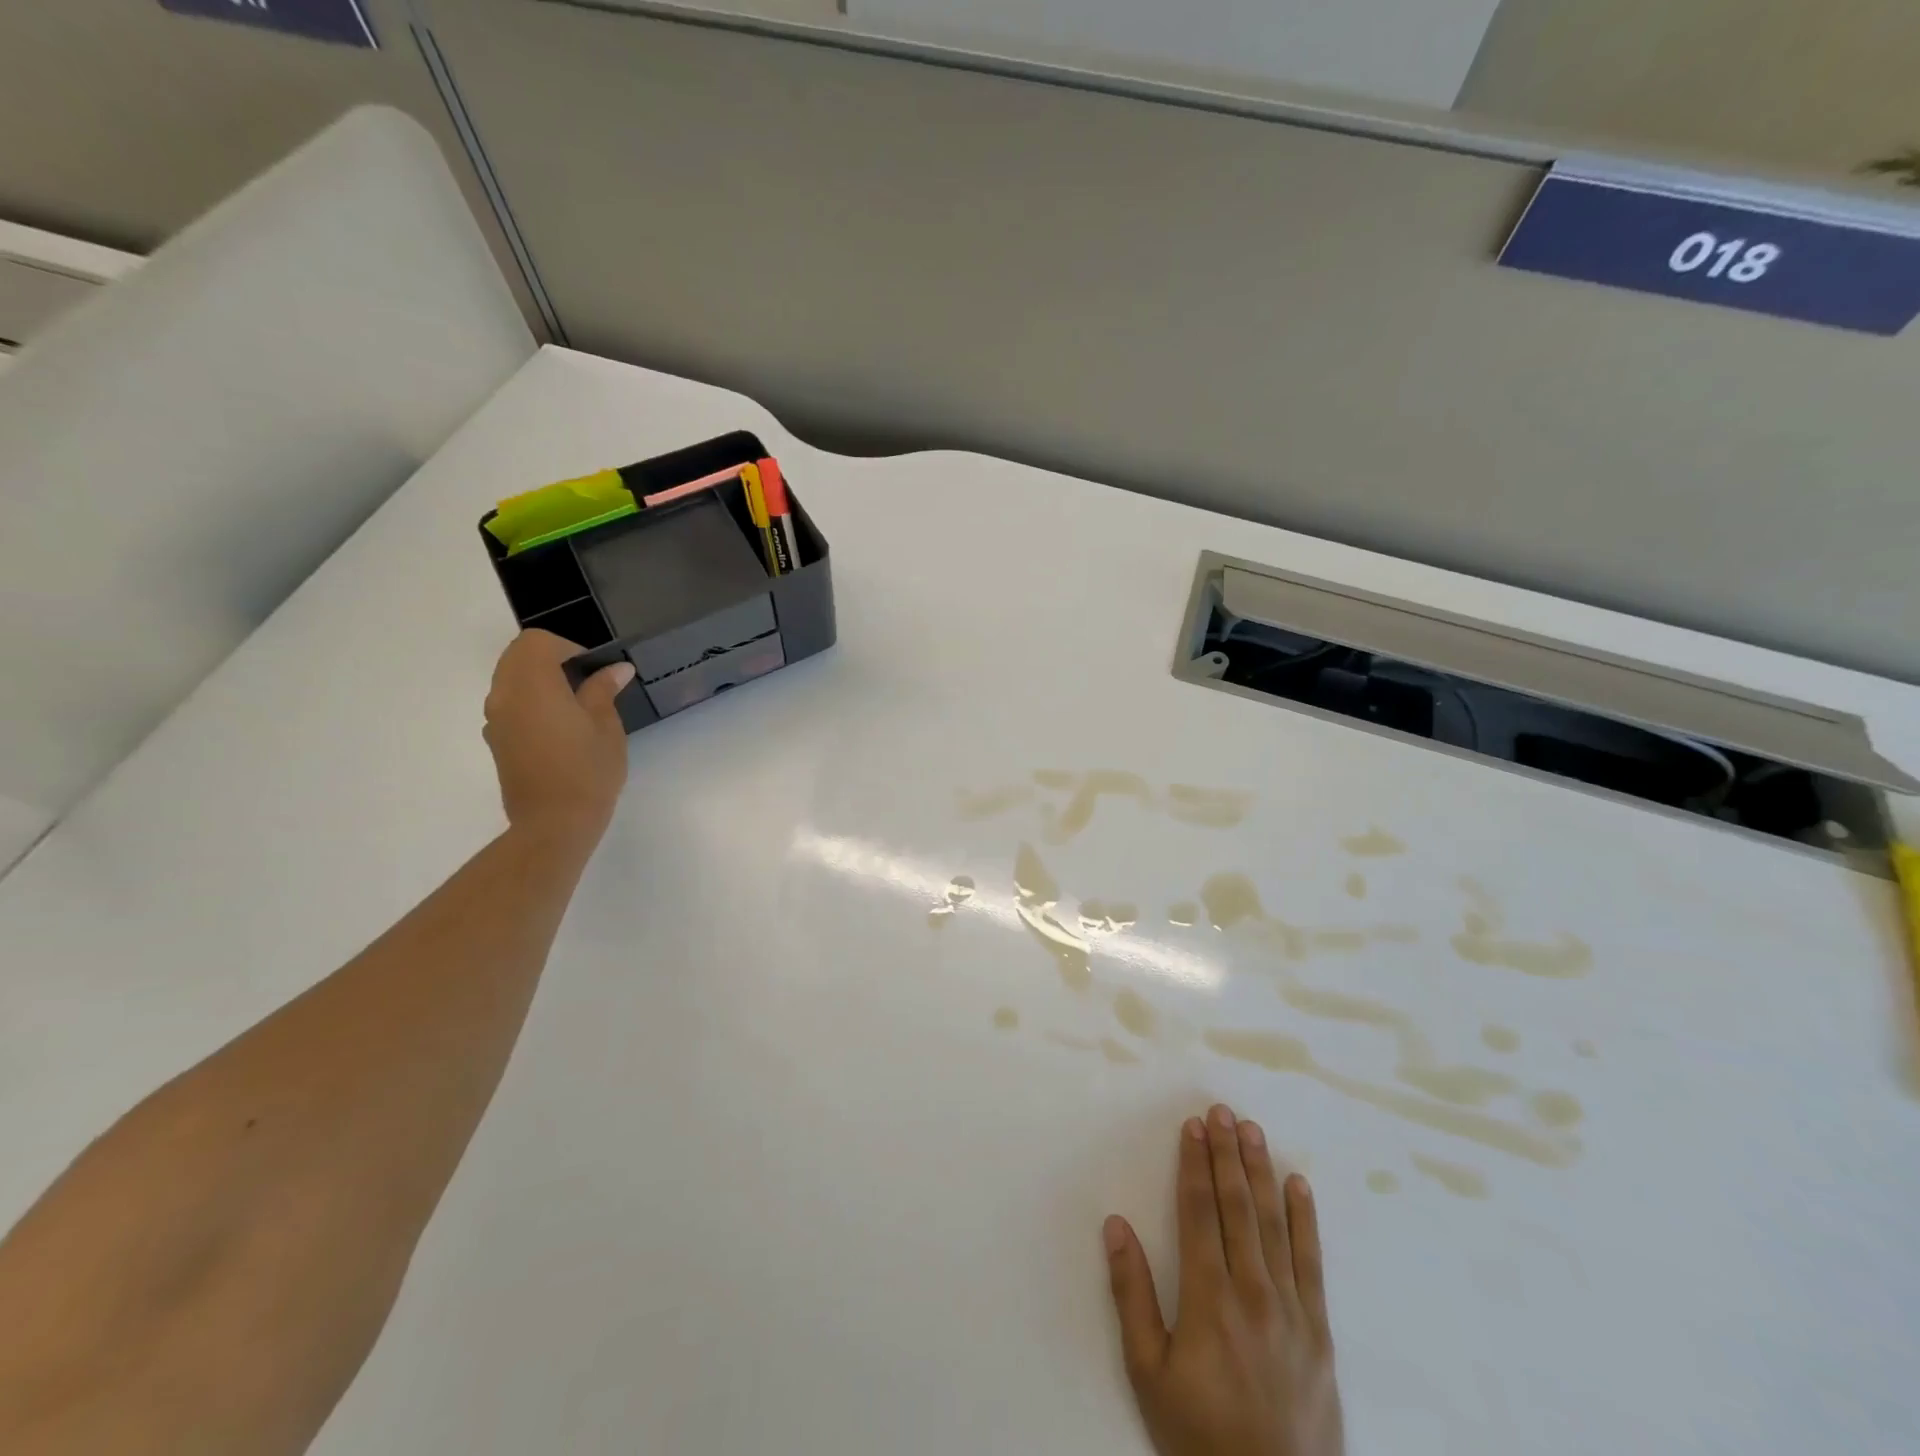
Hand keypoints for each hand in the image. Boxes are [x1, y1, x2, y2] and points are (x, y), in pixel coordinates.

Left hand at [483, 630, 634, 844]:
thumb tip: (615, 669)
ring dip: (538, 680)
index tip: (595, 670)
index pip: (537, 642)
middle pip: (517, 656)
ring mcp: (495, 720)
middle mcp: (504, 695)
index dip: (568, 647)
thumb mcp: (606, 726)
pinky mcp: (496, 741)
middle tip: (586, 683)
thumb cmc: (587, 771)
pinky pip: (509, 705)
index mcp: (532, 685)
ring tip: (575, 706)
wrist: (554, 823)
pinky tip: (559, 729)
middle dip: (551, 659)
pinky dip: (530, 703)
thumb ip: (603, 691)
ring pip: (509, 679)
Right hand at [1104, 1104, 1343, 1455]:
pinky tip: (1298, 1185)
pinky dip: (1305, 1218)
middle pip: (1237, 1205)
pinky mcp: (1319, 1330)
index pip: (1199, 1210)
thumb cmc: (1200, 1435)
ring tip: (1253, 1131)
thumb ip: (1131, 1294)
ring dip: (1261, 1171)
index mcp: (1208, 1296)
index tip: (1193, 1126)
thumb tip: (1115, 1224)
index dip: (1194, 1163)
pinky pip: (1311, 1260)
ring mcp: (1291, 1308)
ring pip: (1274, 1222)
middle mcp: (1252, 1289)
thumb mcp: (1148, 1373)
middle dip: (1227, 1153)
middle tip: (1221, 1110)